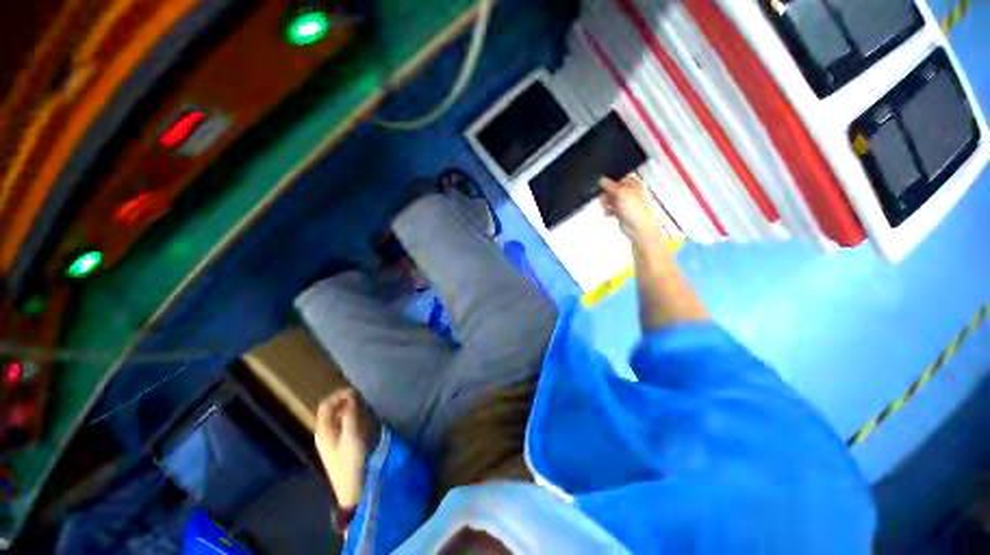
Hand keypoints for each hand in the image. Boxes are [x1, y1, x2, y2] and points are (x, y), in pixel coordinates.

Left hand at [315, 388, 377, 506]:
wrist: (352, 488)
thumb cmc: (350, 461)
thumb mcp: (352, 436)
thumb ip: (351, 414)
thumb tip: (353, 394)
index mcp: (324, 430)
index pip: (326, 405)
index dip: (339, 395)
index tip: (357, 391)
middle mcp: (325, 433)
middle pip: (332, 410)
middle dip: (346, 401)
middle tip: (363, 398)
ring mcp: (332, 440)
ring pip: (339, 417)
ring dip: (351, 409)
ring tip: (366, 406)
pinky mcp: (340, 445)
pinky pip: (344, 425)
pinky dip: (353, 418)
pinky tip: (364, 420)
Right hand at [600, 175, 661, 245]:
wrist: (638, 228)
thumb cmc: (633, 208)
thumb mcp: (622, 193)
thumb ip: (610, 185)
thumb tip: (600, 178)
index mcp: (632, 183)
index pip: (616, 179)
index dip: (608, 183)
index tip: (602, 188)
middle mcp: (628, 191)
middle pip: (611, 189)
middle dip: (606, 196)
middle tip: (606, 201)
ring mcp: (624, 202)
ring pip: (609, 199)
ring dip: (606, 204)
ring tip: (609, 209)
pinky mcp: (619, 211)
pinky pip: (609, 208)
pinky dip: (608, 211)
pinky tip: (610, 214)